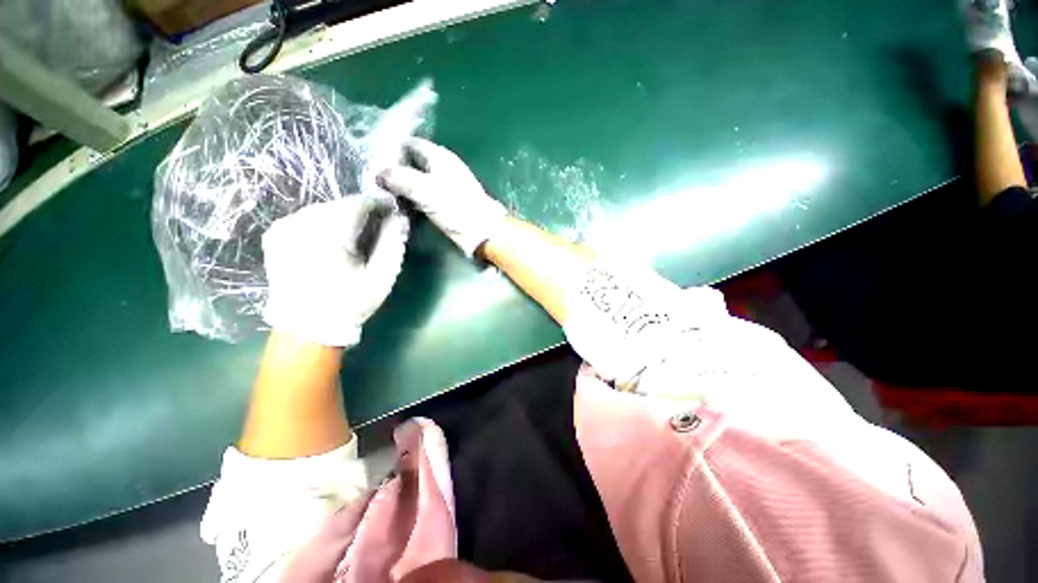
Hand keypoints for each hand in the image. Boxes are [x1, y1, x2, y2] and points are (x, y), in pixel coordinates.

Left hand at [261, 197, 408, 346]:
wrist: (306, 327)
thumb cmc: (349, 303)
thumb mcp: (381, 277)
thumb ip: (393, 243)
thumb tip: (399, 217)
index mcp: (328, 234)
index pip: (358, 203)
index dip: (378, 205)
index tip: (391, 213)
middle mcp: (300, 223)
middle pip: (339, 205)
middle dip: (360, 214)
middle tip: (375, 230)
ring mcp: (283, 227)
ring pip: (322, 210)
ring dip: (342, 219)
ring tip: (353, 239)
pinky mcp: (275, 234)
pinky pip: (306, 218)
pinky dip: (323, 224)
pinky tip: (330, 242)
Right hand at [378, 138, 507, 256]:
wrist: (482, 233)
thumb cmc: (457, 207)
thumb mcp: (425, 189)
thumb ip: (400, 178)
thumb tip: (377, 173)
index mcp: (440, 157)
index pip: (410, 144)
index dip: (391, 149)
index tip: (370, 159)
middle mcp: (441, 169)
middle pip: (412, 163)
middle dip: (393, 169)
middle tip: (369, 178)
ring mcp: (443, 188)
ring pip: (416, 181)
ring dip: (400, 187)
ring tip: (377, 192)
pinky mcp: (444, 205)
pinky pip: (422, 198)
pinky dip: (410, 200)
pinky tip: (395, 205)